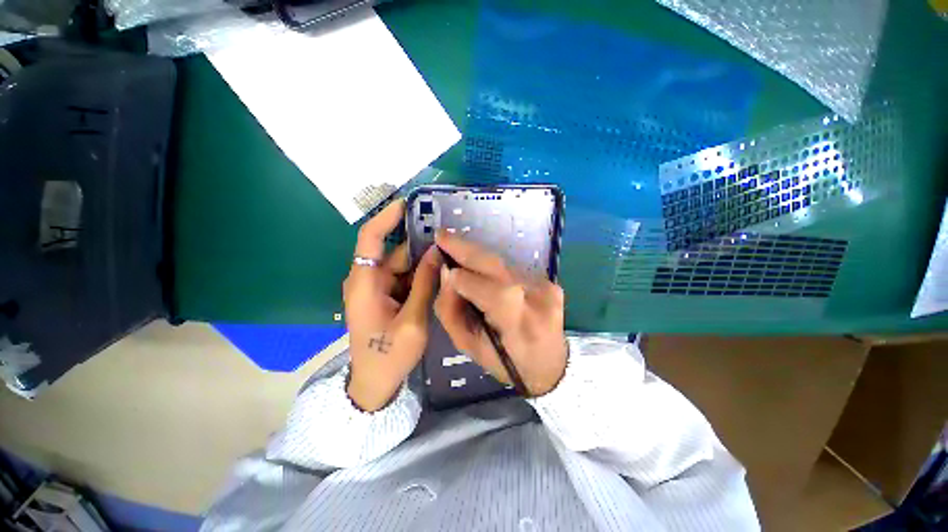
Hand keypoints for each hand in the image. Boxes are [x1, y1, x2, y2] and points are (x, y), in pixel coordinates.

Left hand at [343, 200, 441, 411]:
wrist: (375, 383)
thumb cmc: (389, 355)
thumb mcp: (412, 320)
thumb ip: (425, 284)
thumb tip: (436, 252)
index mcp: (365, 283)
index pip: (370, 239)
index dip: (387, 217)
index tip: (409, 203)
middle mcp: (368, 280)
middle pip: (395, 252)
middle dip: (420, 245)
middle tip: (448, 239)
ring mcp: (377, 288)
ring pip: (403, 265)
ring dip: (423, 261)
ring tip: (449, 256)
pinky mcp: (385, 295)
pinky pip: (405, 277)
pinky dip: (421, 274)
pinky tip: (440, 273)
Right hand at [434, 230, 567, 396]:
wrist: (552, 366)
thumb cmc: (506, 363)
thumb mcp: (469, 347)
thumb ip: (451, 310)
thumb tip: (447, 274)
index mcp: (515, 321)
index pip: (479, 286)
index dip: (458, 276)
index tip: (441, 265)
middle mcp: (535, 297)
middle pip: (495, 264)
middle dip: (465, 248)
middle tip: (442, 235)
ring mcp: (547, 287)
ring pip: (503, 264)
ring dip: (479, 257)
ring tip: (458, 250)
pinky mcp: (552, 281)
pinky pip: (514, 270)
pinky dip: (495, 268)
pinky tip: (484, 270)